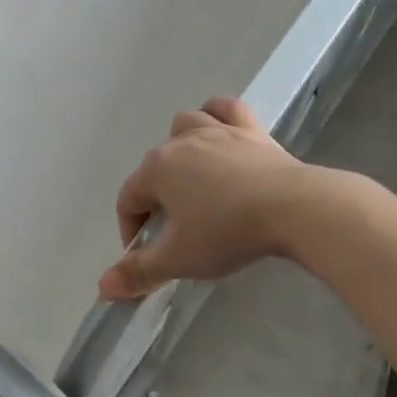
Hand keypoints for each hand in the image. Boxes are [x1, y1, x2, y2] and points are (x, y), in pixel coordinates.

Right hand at [99, 98, 321, 300]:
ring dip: (180, 147)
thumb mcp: (179, 259)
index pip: (129, 198)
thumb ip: (139, 273)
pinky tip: (221, 130)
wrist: (292, 208)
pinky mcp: (251, 130)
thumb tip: (104, 287)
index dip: (131, 230)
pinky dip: (218, 116)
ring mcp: (219, 131)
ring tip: (192, 177)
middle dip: (155, 195)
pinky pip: (227, 110)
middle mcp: (182, 142)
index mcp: (158, 169)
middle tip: (173, 229)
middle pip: (155, 165)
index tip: (146, 256)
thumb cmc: (227, 232)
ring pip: (186, 125)